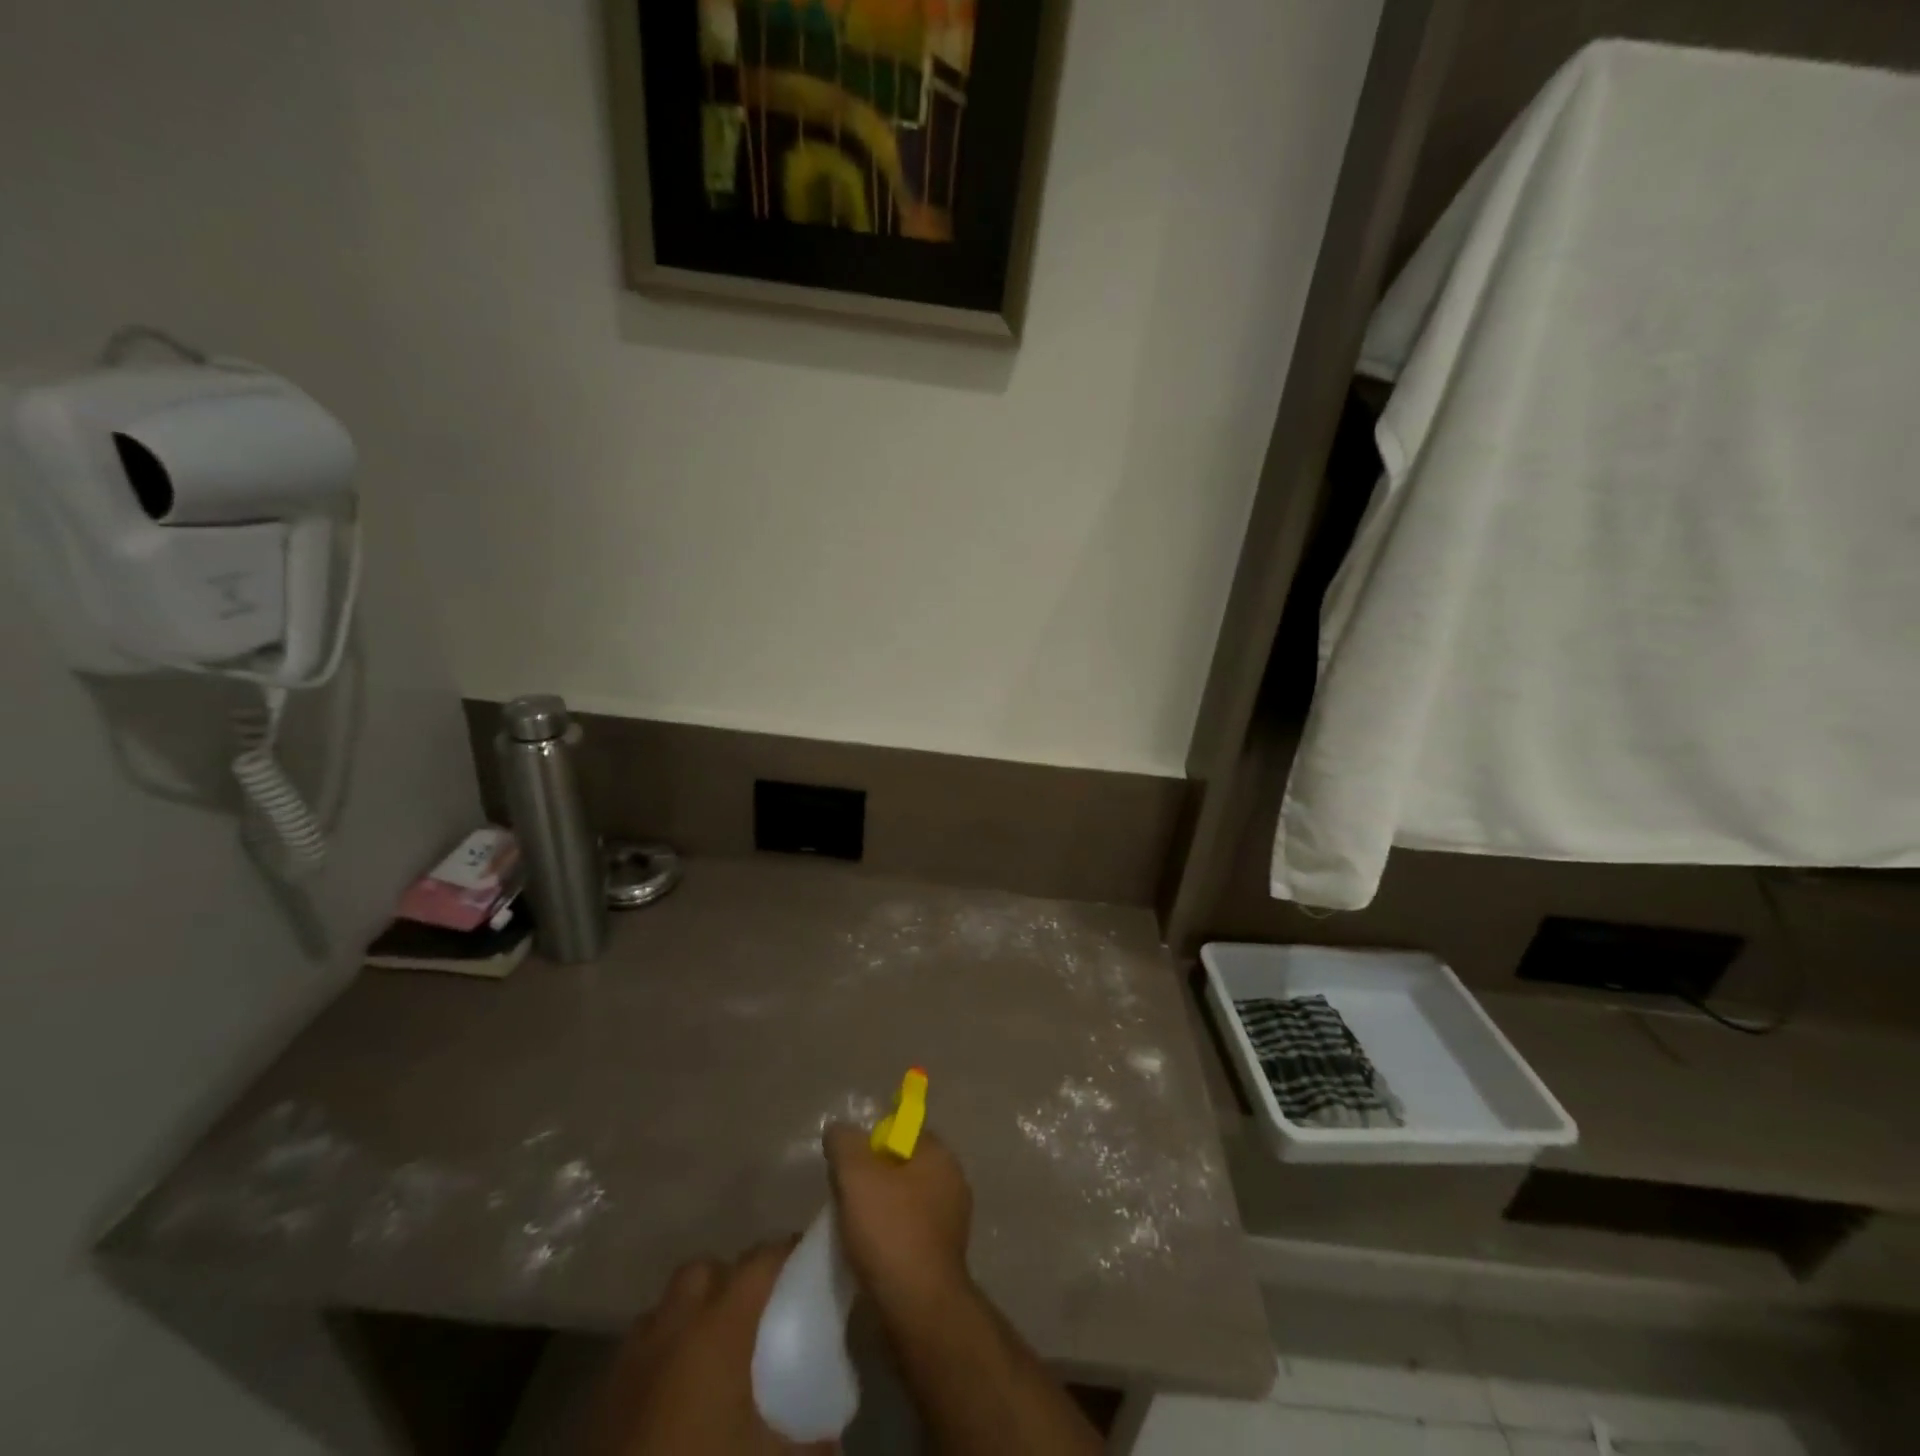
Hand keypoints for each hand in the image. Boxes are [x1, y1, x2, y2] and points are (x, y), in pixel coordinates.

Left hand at [595, 1243, 831, 1455]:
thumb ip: (812, 1441)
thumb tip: (834, 1438)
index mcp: (719, 1326)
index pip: (760, 1260)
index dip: (786, 1254)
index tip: (806, 1262)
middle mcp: (673, 1326)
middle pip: (703, 1271)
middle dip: (729, 1280)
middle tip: (755, 1314)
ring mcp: (630, 1360)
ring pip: (664, 1310)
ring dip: (689, 1317)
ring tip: (712, 1355)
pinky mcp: (599, 1400)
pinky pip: (637, 1354)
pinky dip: (659, 1357)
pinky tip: (674, 1395)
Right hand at [822, 1123, 972, 1319]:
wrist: (917, 1309)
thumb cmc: (890, 1230)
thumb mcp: (855, 1174)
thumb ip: (844, 1142)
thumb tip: (838, 1130)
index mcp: (940, 1155)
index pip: (903, 1131)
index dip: (871, 1142)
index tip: (848, 1165)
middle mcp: (952, 1181)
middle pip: (902, 1166)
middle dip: (872, 1177)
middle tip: (844, 1196)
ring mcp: (951, 1222)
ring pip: (904, 1202)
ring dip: (879, 1210)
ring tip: (851, 1227)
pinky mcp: (942, 1257)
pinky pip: (908, 1233)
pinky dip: (888, 1238)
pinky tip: (868, 1253)